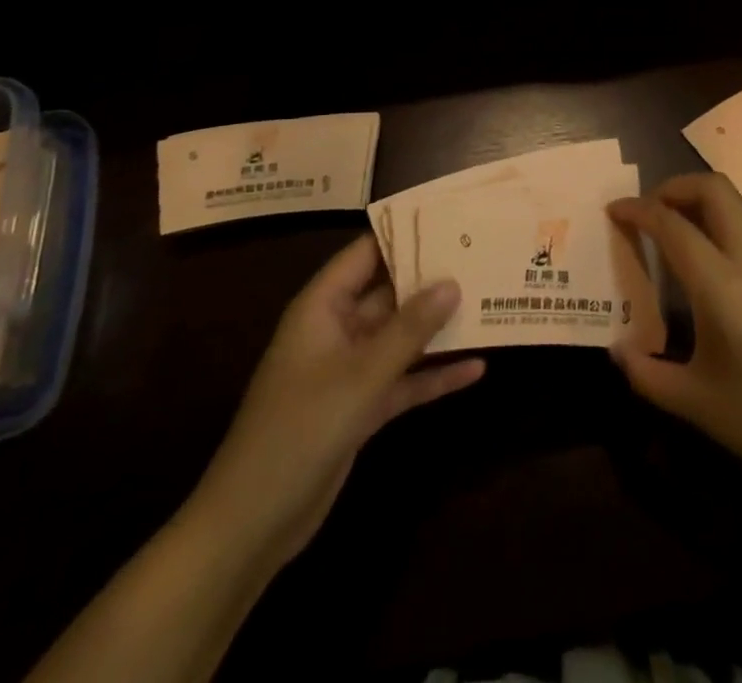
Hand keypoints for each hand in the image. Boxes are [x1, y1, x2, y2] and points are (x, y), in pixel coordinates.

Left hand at [198, 235, 484, 566]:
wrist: (253, 523)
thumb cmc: (301, 429)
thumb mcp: (361, 375)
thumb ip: (409, 329)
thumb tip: (452, 282)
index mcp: (323, 306)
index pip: (366, 253)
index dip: (404, 234)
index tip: (450, 219)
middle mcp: (337, 329)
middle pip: (389, 292)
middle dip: (432, 279)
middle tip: (482, 257)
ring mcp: (349, 369)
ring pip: (401, 337)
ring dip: (438, 327)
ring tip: (488, 304)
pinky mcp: (360, 406)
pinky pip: (403, 379)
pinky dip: (434, 375)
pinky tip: (476, 369)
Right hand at [607, 174, 741, 514]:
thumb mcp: (697, 403)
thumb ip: (647, 375)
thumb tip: (618, 350)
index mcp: (722, 283)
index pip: (672, 224)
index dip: (637, 209)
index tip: (612, 210)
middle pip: (715, 189)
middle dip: (674, 186)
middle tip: (646, 213)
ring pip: (733, 207)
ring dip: (695, 204)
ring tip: (665, 237)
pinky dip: (713, 228)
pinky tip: (698, 271)